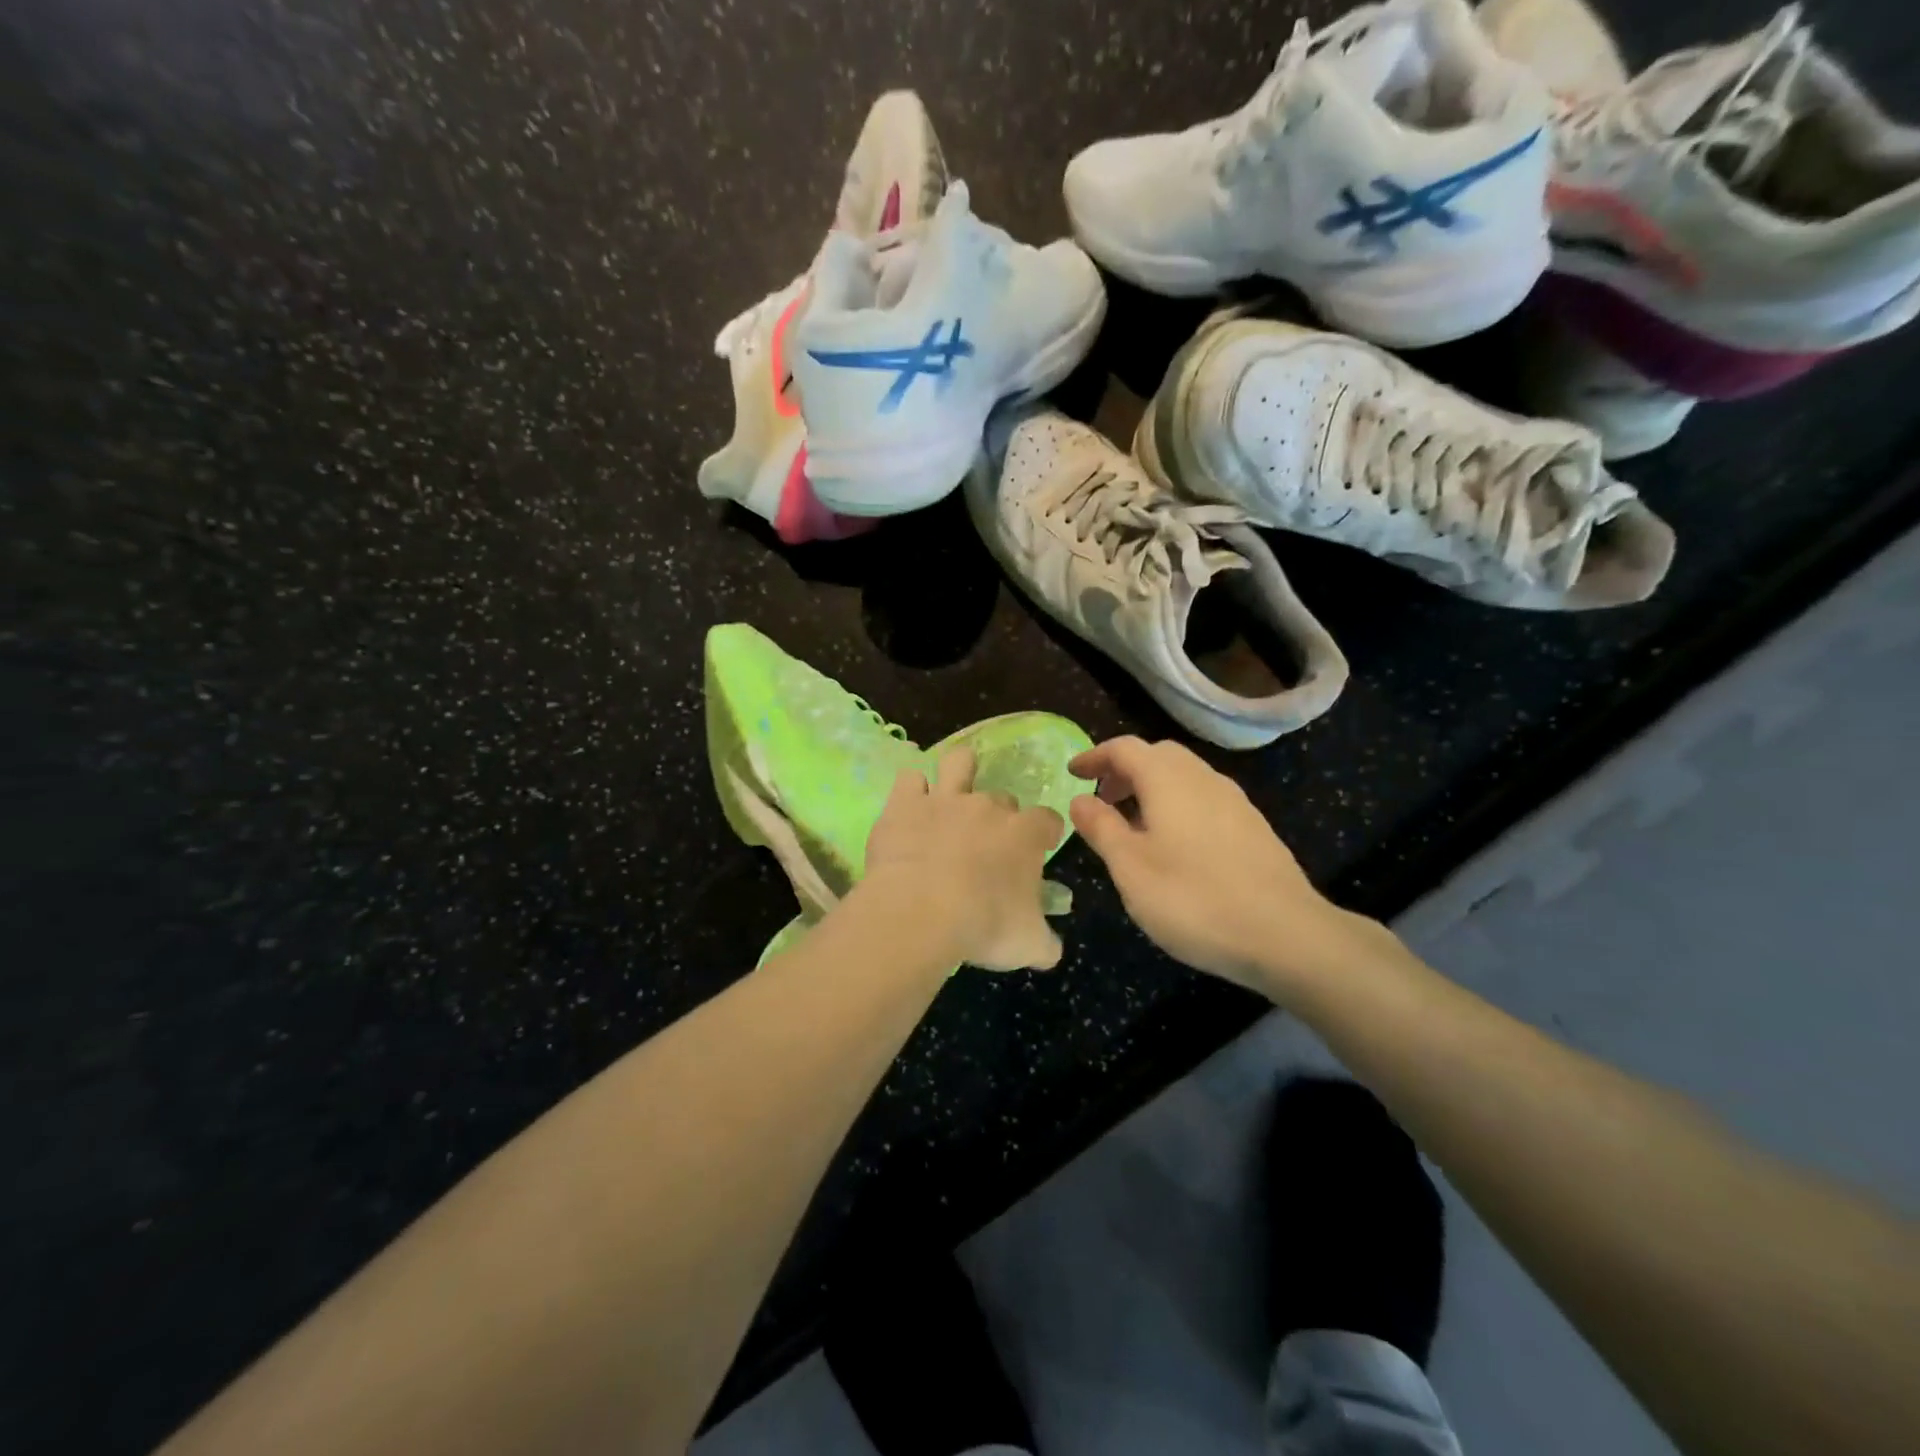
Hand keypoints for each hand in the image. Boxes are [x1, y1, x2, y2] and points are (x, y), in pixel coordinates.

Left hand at [863, 747, 1066, 971]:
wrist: (921, 912)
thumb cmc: (984, 926)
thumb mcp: (1029, 945)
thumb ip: (1045, 943)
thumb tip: (1051, 949)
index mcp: (1025, 835)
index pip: (1047, 820)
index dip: (1046, 832)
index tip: (1042, 847)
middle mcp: (988, 807)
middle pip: (1002, 798)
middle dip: (999, 815)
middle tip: (987, 844)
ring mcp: (945, 800)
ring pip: (959, 762)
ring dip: (959, 770)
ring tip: (954, 787)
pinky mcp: (905, 803)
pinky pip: (909, 779)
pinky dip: (911, 790)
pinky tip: (910, 806)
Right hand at [1068, 737, 1380, 994]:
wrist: (1286, 935)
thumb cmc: (1193, 899)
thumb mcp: (1130, 868)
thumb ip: (1101, 828)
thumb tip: (1080, 800)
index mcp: (1168, 780)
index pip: (1125, 748)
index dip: (1095, 756)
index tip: (1073, 773)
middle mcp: (1203, 778)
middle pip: (1158, 755)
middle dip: (1125, 769)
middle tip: (1103, 799)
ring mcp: (1235, 801)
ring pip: (1185, 776)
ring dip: (1152, 787)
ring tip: (1134, 825)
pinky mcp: (1253, 827)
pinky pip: (1205, 798)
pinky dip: (1178, 804)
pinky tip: (1175, 845)